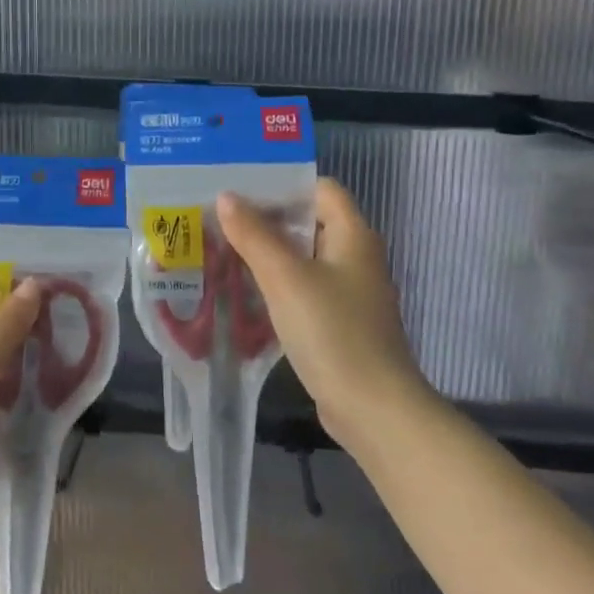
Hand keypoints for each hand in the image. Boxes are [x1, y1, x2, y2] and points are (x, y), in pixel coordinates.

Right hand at [218, 179, 425, 449]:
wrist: (372, 407)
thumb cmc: (332, 331)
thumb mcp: (285, 278)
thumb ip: (254, 236)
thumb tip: (227, 197)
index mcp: (353, 235)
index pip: (320, 189)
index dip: (283, 186)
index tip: (241, 191)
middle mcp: (355, 258)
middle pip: (309, 224)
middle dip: (266, 221)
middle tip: (221, 220)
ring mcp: (349, 293)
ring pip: (303, 260)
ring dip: (267, 255)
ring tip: (222, 251)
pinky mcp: (339, 324)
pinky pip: (303, 291)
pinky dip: (277, 287)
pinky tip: (244, 293)